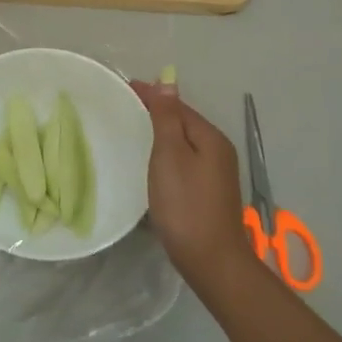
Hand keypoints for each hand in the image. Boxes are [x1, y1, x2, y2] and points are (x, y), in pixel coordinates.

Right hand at [131, 81, 253, 293]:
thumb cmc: (185, 204)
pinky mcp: (209, 192)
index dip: (151, 95)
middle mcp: (218, 150)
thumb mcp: (170, 156)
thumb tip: (168, 81)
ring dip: (161, 133)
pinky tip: (152, 162)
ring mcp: (216, 173)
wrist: (210, 259)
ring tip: (133, 129)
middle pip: (183, 122)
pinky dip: (167, 154)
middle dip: (156, 111)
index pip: (177, 106)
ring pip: (184, 142)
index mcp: (210, 137)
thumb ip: (167, 118)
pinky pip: (184, 160)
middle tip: (123, 106)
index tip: (123, 87)